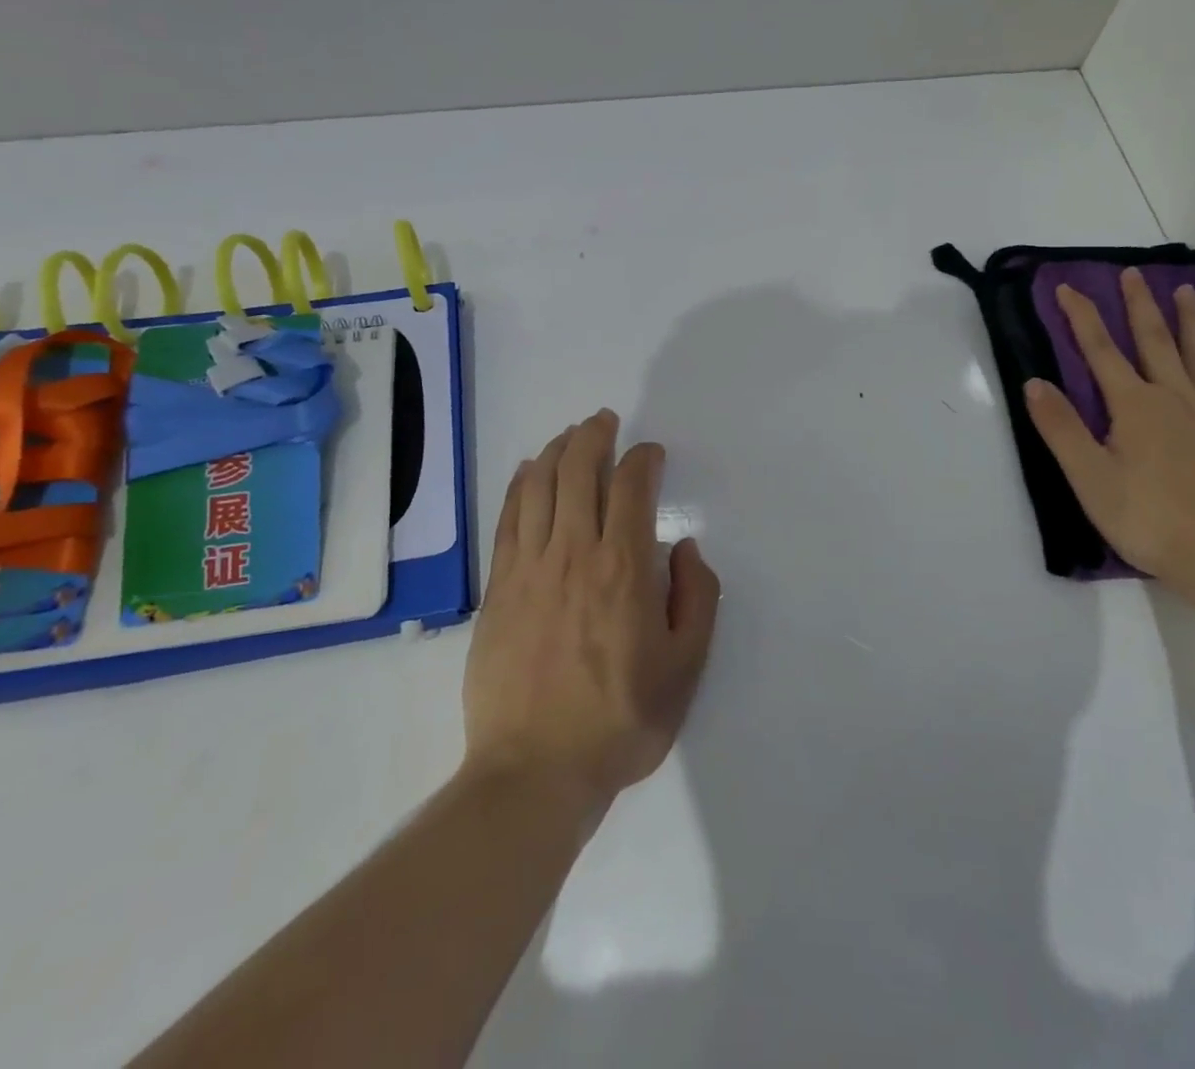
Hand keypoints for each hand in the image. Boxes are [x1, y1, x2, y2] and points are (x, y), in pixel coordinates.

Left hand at [463, 410, 720, 811]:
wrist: (536, 772)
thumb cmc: (621, 721)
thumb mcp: (686, 668)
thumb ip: (697, 598)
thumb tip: (683, 549)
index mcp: (624, 568)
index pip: (632, 486)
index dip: (643, 458)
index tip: (651, 453)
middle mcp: (574, 552)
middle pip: (579, 470)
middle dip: (594, 436)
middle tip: (605, 422)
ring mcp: (529, 567)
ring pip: (540, 485)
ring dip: (557, 450)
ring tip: (570, 435)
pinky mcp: (498, 587)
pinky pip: (508, 518)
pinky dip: (520, 484)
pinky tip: (528, 470)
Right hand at [1022, 268, 1194, 586]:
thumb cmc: (1149, 517)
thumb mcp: (1089, 478)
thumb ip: (1061, 428)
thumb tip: (1035, 382)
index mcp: (1133, 405)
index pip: (1100, 351)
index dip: (1082, 317)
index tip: (1068, 288)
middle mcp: (1175, 395)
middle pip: (1154, 340)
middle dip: (1139, 305)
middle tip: (1133, 273)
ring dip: (1191, 320)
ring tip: (1187, 291)